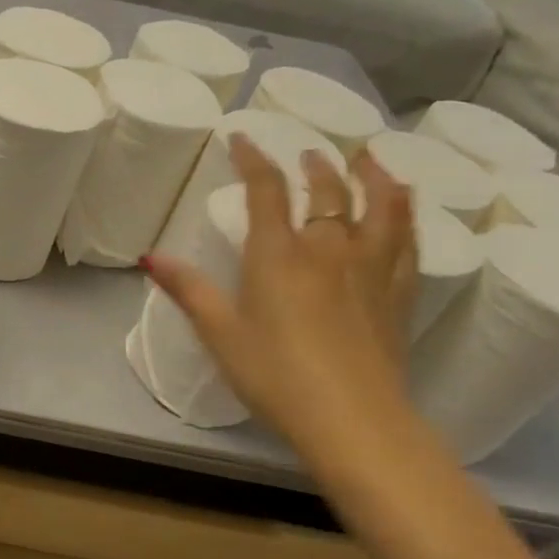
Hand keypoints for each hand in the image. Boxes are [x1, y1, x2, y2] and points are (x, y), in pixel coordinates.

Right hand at [143, 135, 417, 449]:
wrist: (353, 420)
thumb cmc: (275, 374)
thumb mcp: (220, 333)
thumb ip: (188, 290)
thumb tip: (151, 257)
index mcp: (279, 255)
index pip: (267, 190)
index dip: (254, 158)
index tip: (243, 138)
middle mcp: (328, 250)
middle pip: (327, 192)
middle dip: (316, 167)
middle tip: (310, 154)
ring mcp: (370, 270)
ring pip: (381, 208)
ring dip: (375, 178)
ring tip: (370, 160)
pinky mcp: (399, 295)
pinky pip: (407, 243)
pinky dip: (405, 217)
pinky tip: (403, 214)